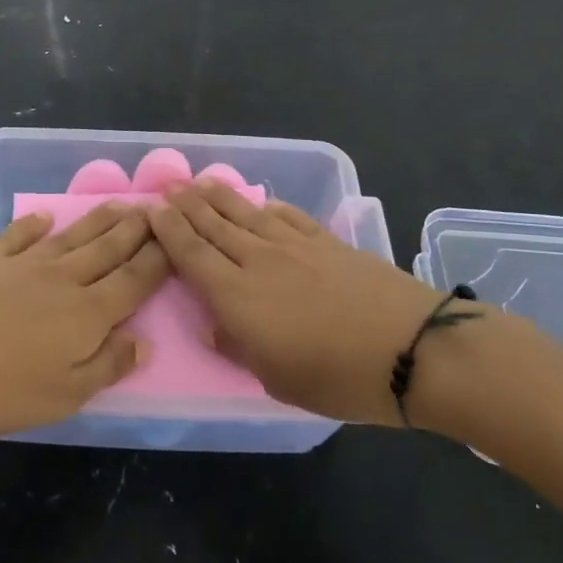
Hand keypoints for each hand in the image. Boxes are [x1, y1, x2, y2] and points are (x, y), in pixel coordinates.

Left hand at [0, 204, 170, 434]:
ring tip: (121, 204)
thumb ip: (107, 365)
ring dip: (100, 219)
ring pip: (74, 235)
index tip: (175, 238)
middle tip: (156, 208)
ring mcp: (26, 262)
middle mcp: (64, 278)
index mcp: (88, 313)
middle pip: (109, 249)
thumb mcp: (64, 396)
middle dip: (136, 229)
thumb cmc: (1, 387)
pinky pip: (20, 234)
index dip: (158, 259)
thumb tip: (144, 341)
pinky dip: (35, 224)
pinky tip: (46, 216)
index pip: (134, 280)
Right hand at [148, 180, 453, 426]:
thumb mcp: (278, 380)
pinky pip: (286, 215)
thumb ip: (239, 349)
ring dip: (218, 197)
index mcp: (237, 297)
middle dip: (186, 205)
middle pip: (213, 226)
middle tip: (167, 188)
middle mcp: (258, 261)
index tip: (151, 211)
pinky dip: (267, 206)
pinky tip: (260, 203)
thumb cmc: (339, 377)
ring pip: (245, 214)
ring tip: (200, 183)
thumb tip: (214, 326)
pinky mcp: (326, 240)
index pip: (191, 255)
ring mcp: (294, 245)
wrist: (411, 348)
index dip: (168, 231)